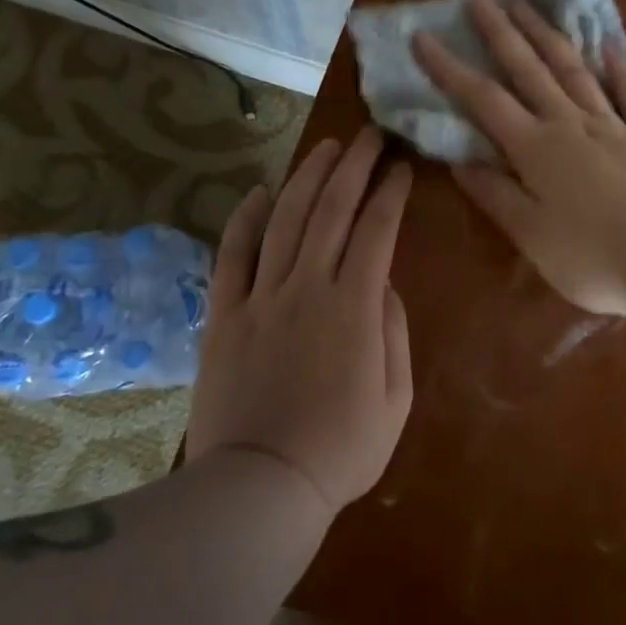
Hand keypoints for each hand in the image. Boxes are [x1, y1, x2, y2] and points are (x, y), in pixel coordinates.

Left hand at [186, 128, 413, 516]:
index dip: (391, 192)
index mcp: (354, 307)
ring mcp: (260, 298)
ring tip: (325, 147)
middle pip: (331, 210)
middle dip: (353, 166)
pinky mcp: (224, 315)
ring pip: (285, 220)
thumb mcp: (395, 400)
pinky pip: (231, 256)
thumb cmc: (340, 451)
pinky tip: (259, 192)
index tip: (401, 166)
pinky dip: (244, 220)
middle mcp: (306, 288)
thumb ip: (393, 332)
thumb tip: (384, 284)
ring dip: (307, 178)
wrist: (259, 489)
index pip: (376, 230)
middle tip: (368, 136)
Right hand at [413, 0, 625, 319]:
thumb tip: (460, 161)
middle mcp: (570, 124)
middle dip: (502, 32)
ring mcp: (612, 127)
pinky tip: (611, 46)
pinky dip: (621, 68)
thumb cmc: (590, 257)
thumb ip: (495, 194)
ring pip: (575, 71)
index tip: (423, 37)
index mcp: (535, 148)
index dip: (449, 68)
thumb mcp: (530, 234)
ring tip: (529, 6)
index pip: (483, 99)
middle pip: (529, 69)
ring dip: (549, 36)